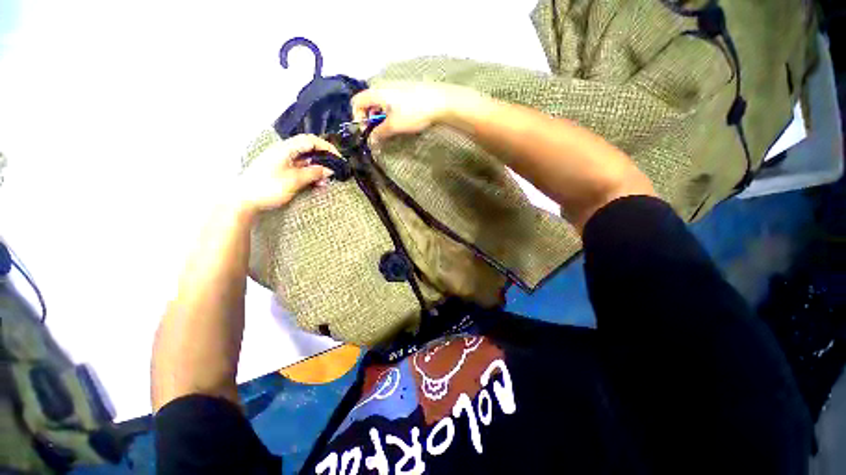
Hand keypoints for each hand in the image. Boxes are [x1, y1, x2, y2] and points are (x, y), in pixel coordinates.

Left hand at [237, 134, 337, 213]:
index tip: (338, 158)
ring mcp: (281, 162)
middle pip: (308, 150)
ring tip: (325, 182)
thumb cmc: (268, 187)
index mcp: (285, 149)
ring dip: (317, 170)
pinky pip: (299, 169)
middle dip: (323, 160)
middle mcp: (284, 152)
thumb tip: (329, 170)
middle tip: (333, 172)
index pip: (310, 140)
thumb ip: (313, 173)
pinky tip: (315, 184)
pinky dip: (309, 175)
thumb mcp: (294, 180)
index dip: (326, 147)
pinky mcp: (280, 171)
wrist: (243, 200)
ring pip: (305, 161)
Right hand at [351, 82, 479, 141]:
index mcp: (377, 92)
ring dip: (381, 117)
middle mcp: (383, 86)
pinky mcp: (407, 90)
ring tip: (391, 128)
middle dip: (370, 119)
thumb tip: (371, 141)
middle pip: (368, 102)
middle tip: (379, 132)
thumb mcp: (394, 126)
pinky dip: (390, 112)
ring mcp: (396, 86)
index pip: (356, 102)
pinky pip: (391, 101)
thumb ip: (379, 133)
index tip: (367, 131)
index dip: (357, 117)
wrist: (441, 101)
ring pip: (381, 102)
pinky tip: (401, 120)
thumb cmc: (413, 112)